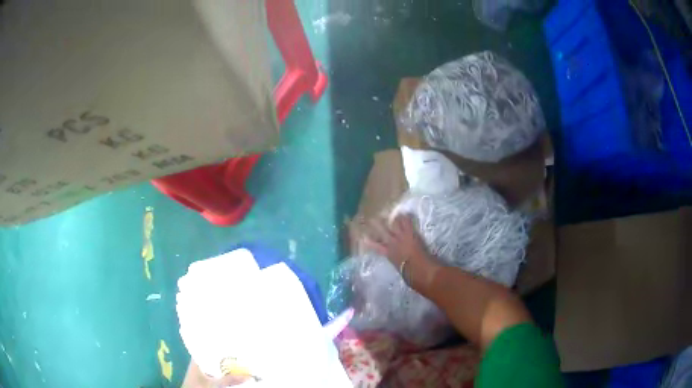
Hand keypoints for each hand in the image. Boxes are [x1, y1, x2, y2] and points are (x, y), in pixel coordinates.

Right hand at [364, 214, 440, 289]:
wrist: (421, 271)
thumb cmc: (412, 276)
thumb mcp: (401, 271)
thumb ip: (399, 264)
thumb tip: (400, 264)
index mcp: (389, 255)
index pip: (376, 247)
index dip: (369, 242)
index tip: (363, 238)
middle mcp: (392, 244)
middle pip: (382, 231)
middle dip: (376, 225)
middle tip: (372, 219)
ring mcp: (401, 237)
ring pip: (394, 224)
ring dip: (392, 219)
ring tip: (391, 213)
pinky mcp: (411, 233)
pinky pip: (407, 222)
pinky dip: (405, 217)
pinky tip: (405, 212)